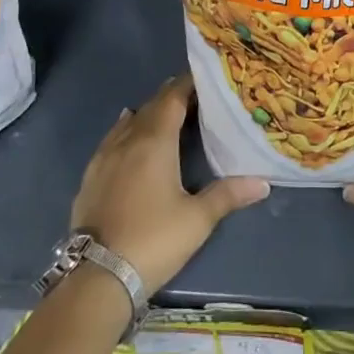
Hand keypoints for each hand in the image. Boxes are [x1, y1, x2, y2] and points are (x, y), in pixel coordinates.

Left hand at [70, 73, 269, 295]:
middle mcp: (128, 140)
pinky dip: (125, 130)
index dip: (187, 84)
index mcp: (155, 141)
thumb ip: (228, 195)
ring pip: (128, 122)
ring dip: (147, 112)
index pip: (172, 99)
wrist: (97, 276)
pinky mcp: (90, 177)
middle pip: (151, 106)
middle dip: (171, 96)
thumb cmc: (153, 240)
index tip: (204, 77)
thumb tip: (264, 183)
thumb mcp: (197, 219)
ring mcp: (104, 158)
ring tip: (164, 111)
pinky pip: (111, 140)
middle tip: (193, 94)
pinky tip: (126, 133)